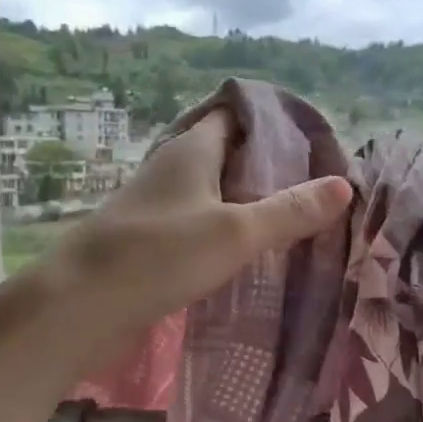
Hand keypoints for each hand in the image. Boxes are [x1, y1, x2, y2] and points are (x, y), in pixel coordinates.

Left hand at [20, 110, 352, 378]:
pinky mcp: (150, 241)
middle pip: (227, 154)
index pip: (236, 114)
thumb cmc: (158, 255)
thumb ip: (288, 211)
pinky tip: (248, 254)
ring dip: (247, 202)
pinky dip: (225, 231)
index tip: (313, 141)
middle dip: (267, 167)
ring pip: (213, 193)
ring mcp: (158, 207)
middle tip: (314, 186)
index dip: (273, 122)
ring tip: (293, 220)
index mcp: (191, 149)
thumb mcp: (234, 232)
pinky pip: (198, 225)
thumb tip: (343, 185)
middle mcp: (172, 169)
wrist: (78, 307)